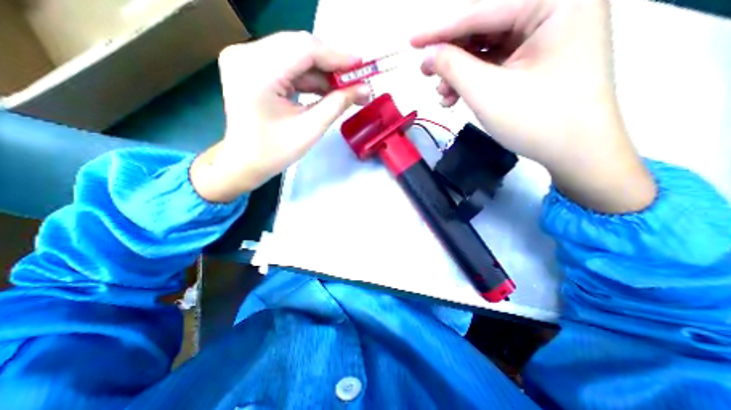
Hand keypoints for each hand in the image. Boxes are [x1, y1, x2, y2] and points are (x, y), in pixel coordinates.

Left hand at [191, 32, 371, 203]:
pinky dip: (309, 76)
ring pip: (295, 54)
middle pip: (300, 47)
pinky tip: (326, 89)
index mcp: (257, 71)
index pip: (305, 49)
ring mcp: (245, 58)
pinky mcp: (250, 66)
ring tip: (345, 88)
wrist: (244, 163)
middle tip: (356, 80)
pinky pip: (287, 64)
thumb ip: (338, 104)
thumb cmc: (274, 152)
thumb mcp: (310, 129)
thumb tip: (364, 89)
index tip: (362, 66)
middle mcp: (246, 54)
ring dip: (323, 72)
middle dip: (332, 64)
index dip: (338, 56)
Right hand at [411, 0, 657, 211]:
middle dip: (452, 54)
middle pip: (486, 26)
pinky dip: (474, 78)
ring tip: (443, 96)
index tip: (412, 42)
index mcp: (559, 0)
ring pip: (489, 46)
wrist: (575, 152)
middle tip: (426, 73)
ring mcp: (550, 34)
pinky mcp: (540, 57)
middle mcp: (558, 7)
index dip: (442, 30)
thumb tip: (428, 55)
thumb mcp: (486, 92)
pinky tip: (457, 97)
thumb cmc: (536, 120)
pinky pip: (497, 61)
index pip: (484, 10)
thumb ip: (452, 67)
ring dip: (460, 71)